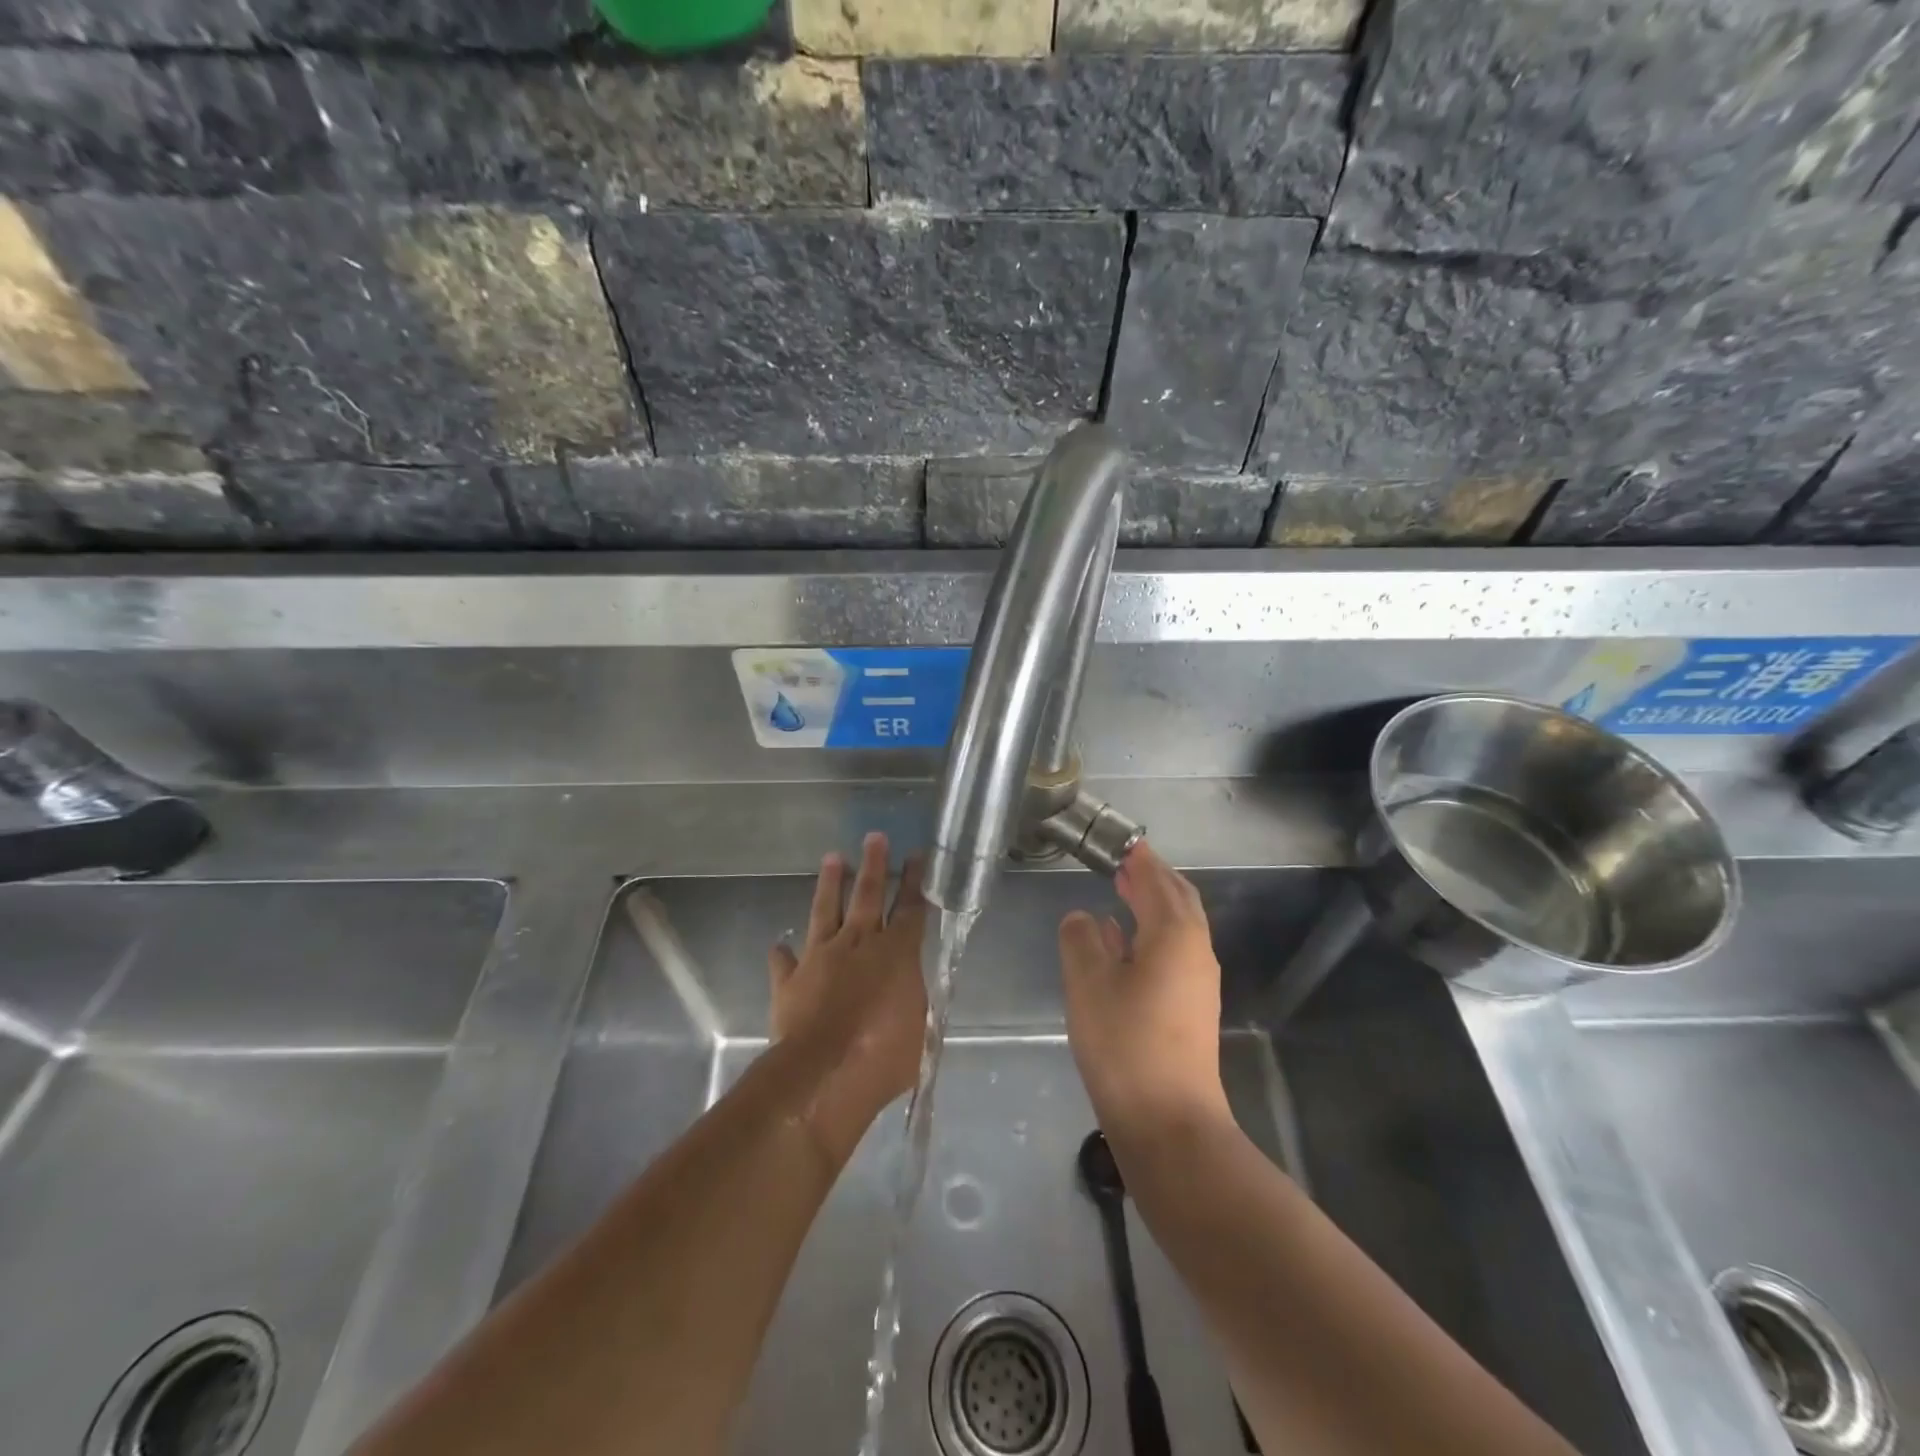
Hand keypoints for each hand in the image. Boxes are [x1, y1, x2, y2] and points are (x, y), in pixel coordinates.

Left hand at [769, 832, 928, 1163]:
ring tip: (833, 858)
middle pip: (868, 895)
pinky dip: (783, 954)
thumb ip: (912, 1003)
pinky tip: (779, 945)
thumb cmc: (884, 1055)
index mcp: (897, 953)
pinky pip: (785, 962)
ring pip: (826, 910)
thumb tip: (908, 993)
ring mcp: (821, 957)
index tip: (915, 855)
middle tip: (874, 836)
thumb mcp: (918, 1031)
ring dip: (830, 884)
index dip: (914, 881)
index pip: (910, 908)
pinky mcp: (791, 980)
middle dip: (874, 864)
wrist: (823, 1073)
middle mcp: (859, 944)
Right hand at [1059, 841, 1228, 1138]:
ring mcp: (1198, 982)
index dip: (1138, 859)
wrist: (1169, 1121)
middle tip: (1123, 862)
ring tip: (1122, 893)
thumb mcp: (1088, 983)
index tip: (1121, 842)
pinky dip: (1151, 934)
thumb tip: (1082, 918)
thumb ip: (1081, 940)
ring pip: (1178, 927)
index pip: (1156, 880)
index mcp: (1174, 934)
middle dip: (1152, 878)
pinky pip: (1174, 952)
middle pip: (1178, 899)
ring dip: (1152, 905)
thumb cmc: (1125, 1042)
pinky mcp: (1192, 1008)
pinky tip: (1124, 945)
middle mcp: (1195, 951)